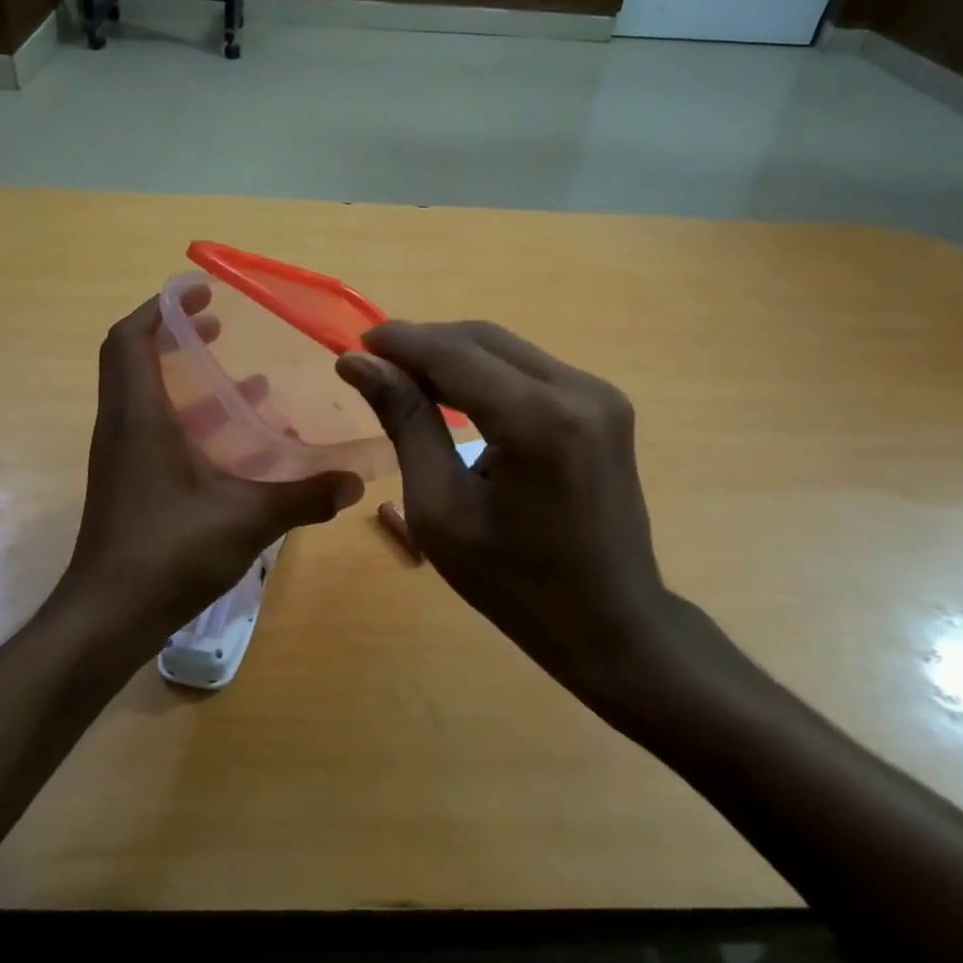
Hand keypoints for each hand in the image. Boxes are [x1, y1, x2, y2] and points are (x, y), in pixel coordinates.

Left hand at [64, 295, 363, 647]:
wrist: (107, 618)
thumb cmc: (167, 554)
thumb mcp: (246, 520)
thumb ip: (303, 497)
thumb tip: (354, 482)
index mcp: (138, 418)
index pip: (130, 339)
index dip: (161, 307)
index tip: (201, 293)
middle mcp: (122, 427)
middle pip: (135, 359)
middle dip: (176, 335)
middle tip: (222, 326)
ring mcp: (122, 456)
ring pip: (147, 395)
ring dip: (188, 378)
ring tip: (244, 377)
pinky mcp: (129, 482)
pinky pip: (155, 428)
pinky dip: (191, 418)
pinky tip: (236, 439)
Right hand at [338, 321, 713, 717]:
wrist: (609, 623)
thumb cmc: (513, 583)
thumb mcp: (441, 508)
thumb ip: (406, 422)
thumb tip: (359, 363)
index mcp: (538, 420)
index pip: (454, 353)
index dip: (400, 342)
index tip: (353, 347)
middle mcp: (578, 390)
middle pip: (483, 339)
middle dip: (424, 344)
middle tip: (375, 365)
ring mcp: (599, 394)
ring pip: (507, 349)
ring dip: (454, 356)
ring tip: (407, 380)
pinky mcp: (604, 405)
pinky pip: (530, 369)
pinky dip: (486, 373)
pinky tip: (457, 394)